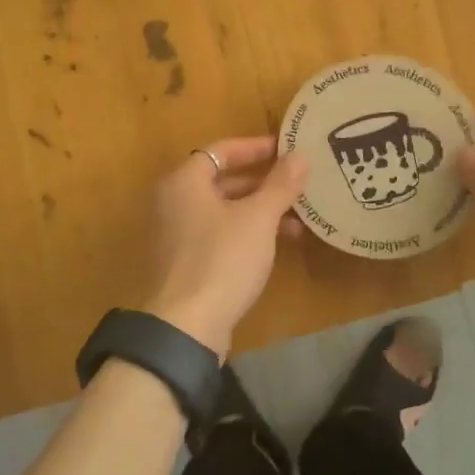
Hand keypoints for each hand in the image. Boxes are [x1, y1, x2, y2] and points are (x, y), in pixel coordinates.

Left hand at [140, 137, 308, 358]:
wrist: (186, 326)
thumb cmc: (222, 260)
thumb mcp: (259, 219)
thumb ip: (280, 185)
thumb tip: (301, 155)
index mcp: (184, 182)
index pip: (221, 150)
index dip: (255, 147)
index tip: (286, 149)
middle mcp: (173, 202)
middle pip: (221, 181)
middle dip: (262, 183)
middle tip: (296, 184)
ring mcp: (175, 235)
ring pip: (223, 211)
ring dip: (258, 211)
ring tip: (297, 221)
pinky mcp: (183, 263)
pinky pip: (218, 235)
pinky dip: (245, 233)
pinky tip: (275, 246)